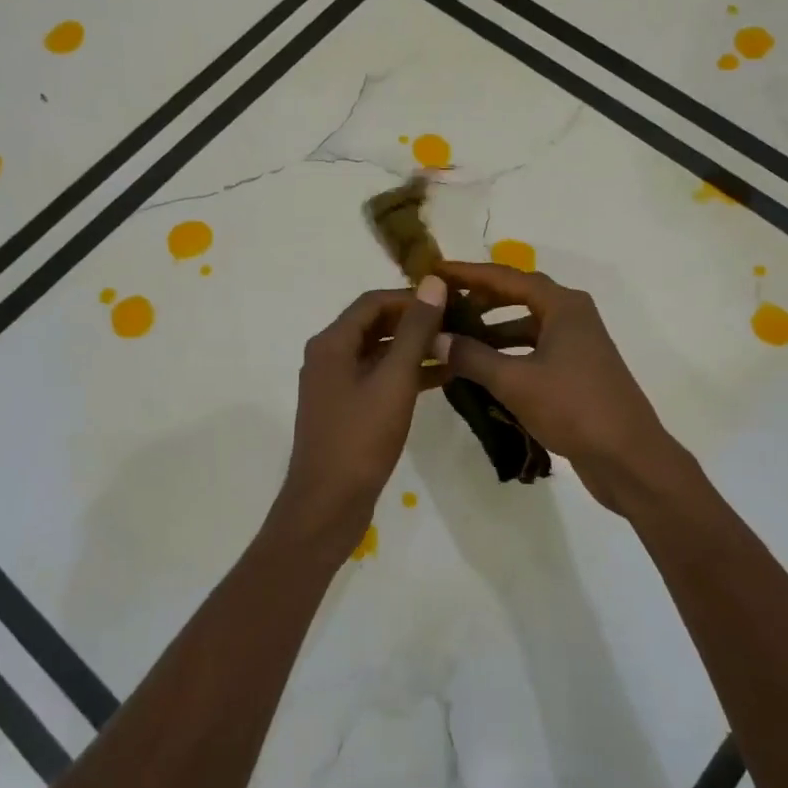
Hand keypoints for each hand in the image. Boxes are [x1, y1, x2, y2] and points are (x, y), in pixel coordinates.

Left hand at [272, 276, 450, 553]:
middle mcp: (329, 357)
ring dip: (415, 349)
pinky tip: (443, 379)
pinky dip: (407, 375)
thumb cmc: (360, 438)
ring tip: (459, 348)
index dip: (412, 297)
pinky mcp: (347, 410)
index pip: (374, 301)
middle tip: (459, 323)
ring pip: (380, 353)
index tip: (451, 301)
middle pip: (376, 325)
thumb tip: (433, 283)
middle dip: (416, 322)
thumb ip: (415, 331)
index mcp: (332, 343)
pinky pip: (379, 379)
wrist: (328, 504)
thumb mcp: (394, 381)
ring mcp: (336, 385)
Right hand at [437, 261, 687, 513]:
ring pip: (525, 327)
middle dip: (479, 300)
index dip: (468, 273)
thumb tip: (434, 338)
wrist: (628, 457)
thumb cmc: (573, 408)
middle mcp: (572, 317)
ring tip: (453, 338)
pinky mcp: (576, 372)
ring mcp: (577, 345)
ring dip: (492, 331)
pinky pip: (533, 351)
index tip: (435, 271)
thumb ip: (472, 356)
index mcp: (563, 306)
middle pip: (518, 297)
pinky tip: (480, 369)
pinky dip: (507, 355)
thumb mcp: (515, 381)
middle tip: (441, 305)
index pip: (507, 278)